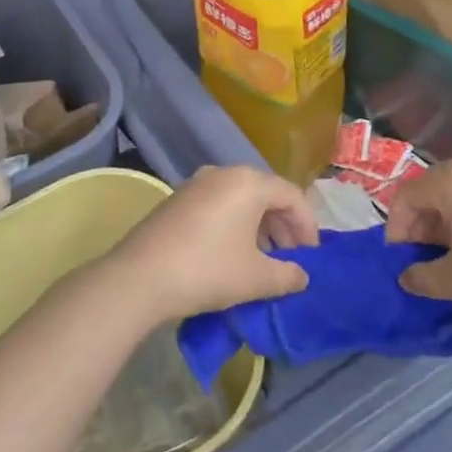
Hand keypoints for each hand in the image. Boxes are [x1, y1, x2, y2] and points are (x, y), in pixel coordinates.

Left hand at [106, 167, 315, 320]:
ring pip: (240, 200)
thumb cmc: (208, 270)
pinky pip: (218, 206)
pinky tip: (232, 254)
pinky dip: (234, 225)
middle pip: (266, 194)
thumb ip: (288, 275)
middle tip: (291, 258)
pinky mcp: (177, 200)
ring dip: (259, 227)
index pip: (292, 196)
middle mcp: (223, 173)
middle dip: (283, 226)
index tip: (311, 257)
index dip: (307, 227)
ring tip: (264, 260)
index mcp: (249, 182)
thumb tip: (302, 276)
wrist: (139, 278)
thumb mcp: (257, 278)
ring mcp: (196, 184)